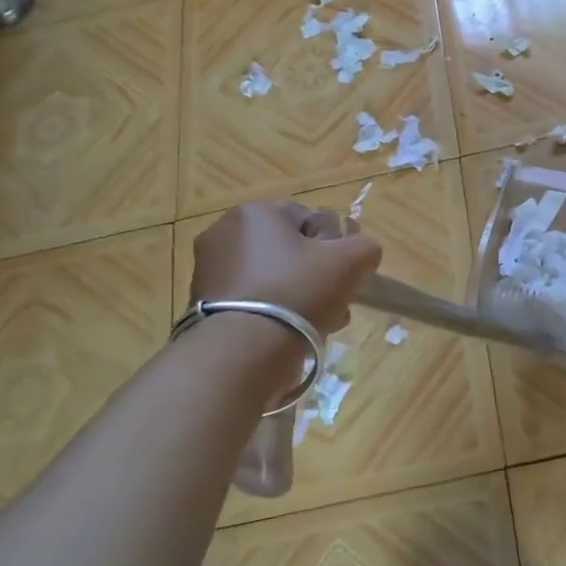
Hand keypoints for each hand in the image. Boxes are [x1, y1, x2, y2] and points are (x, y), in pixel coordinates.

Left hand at [188, 202, 382, 335]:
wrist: (242, 352)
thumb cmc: (298, 291)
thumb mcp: (351, 261)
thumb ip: (365, 246)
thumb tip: (361, 251)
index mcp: (255, 213)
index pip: (309, 219)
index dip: (333, 246)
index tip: (342, 274)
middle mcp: (223, 233)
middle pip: (289, 250)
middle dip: (315, 274)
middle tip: (334, 302)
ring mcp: (208, 271)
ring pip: (272, 277)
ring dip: (299, 295)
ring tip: (318, 324)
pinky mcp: (200, 305)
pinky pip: (251, 301)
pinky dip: (272, 313)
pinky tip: (291, 335)